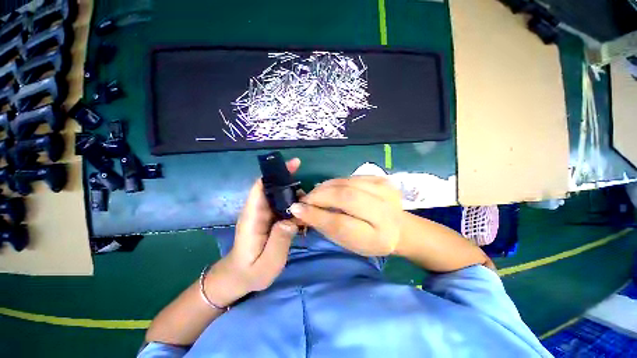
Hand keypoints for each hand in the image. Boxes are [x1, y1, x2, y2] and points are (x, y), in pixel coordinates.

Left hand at [219, 158, 300, 295]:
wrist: (239, 278)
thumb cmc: (250, 272)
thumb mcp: (267, 263)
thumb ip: (279, 242)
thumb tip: (292, 219)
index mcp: (252, 217)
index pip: (260, 187)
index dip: (276, 174)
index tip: (294, 165)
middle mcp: (257, 211)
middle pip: (272, 187)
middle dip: (290, 181)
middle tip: (311, 189)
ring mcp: (263, 214)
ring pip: (279, 195)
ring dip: (294, 193)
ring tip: (310, 201)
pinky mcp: (269, 218)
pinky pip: (282, 205)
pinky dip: (293, 203)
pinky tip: (304, 209)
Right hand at [289, 176, 402, 256]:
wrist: (398, 227)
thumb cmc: (370, 240)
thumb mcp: (347, 241)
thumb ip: (325, 225)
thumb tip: (300, 209)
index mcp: (378, 237)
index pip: (341, 224)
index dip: (316, 215)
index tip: (297, 208)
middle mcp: (385, 211)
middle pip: (345, 196)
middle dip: (319, 196)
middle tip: (306, 199)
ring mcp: (385, 190)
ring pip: (346, 183)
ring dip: (326, 187)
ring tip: (316, 194)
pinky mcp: (381, 179)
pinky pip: (351, 177)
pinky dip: (336, 182)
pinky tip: (332, 189)